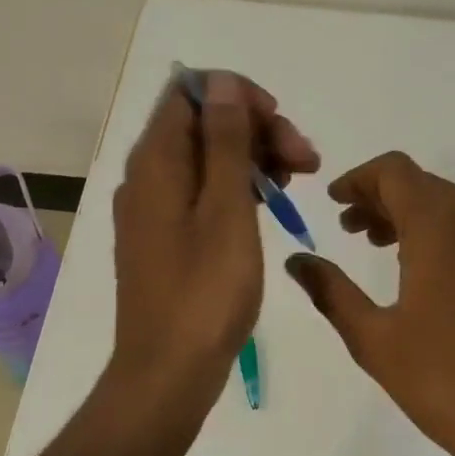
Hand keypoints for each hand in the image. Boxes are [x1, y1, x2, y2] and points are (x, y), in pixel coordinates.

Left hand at [106, 71, 318, 425]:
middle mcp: (148, 175)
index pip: (191, 92)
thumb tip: (221, 82)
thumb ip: (224, 141)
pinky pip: (203, 190)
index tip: (278, 123)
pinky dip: (239, 187)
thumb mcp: (226, 209)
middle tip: (307, 161)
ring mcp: (155, 207)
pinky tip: (271, 204)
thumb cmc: (205, 291)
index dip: (237, 95)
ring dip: (254, 157)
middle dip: (257, 129)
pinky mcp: (167, 235)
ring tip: (299, 181)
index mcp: (156, 161)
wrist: (168, 373)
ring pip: (208, 157)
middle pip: (203, 123)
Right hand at [284, 152, 454, 455]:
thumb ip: (331, 290)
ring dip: (407, 211)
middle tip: (346, 227)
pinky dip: (435, 227)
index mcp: (441, 225)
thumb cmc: (443, 380)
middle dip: (379, 196)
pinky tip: (413, 262)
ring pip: (445, 200)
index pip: (394, 171)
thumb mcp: (374, 338)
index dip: (358, 178)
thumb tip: (297, 260)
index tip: (333, 202)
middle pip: (420, 182)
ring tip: (373, 242)